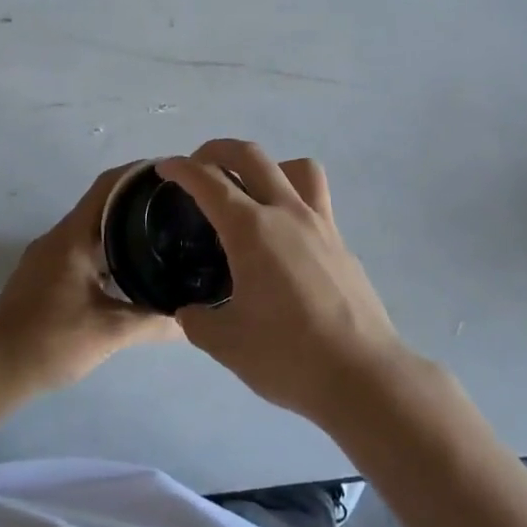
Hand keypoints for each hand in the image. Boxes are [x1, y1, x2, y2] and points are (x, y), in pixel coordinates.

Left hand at [0, 163, 180, 392]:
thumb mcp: (110, 332)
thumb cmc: (50, 341)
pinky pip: (82, 249)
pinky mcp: (43, 276)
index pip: (109, 186)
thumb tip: (195, 319)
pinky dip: (107, 250)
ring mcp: (47, 256)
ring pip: (92, 229)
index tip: (174, 175)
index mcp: (73, 237)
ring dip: (123, 228)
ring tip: (163, 238)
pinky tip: (129, 271)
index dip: (140, 173)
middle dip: (140, 202)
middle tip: (179, 210)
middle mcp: (59, 237)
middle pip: (103, 204)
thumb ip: (154, 322)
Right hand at [157, 139, 411, 423]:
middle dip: (218, 150)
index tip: (164, 167)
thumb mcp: (226, 343)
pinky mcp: (341, 243)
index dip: (181, 169)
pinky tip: (282, 238)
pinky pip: (315, 200)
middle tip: (199, 166)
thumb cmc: (287, 356)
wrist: (362, 376)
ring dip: (267, 166)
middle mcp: (287, 213)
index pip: (208, 182)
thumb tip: (190, 312)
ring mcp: (320, 225)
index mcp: (251, 230)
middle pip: (251, 156)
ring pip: (296, 167)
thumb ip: (198, 321)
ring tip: (250, 191)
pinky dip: (292, 199)